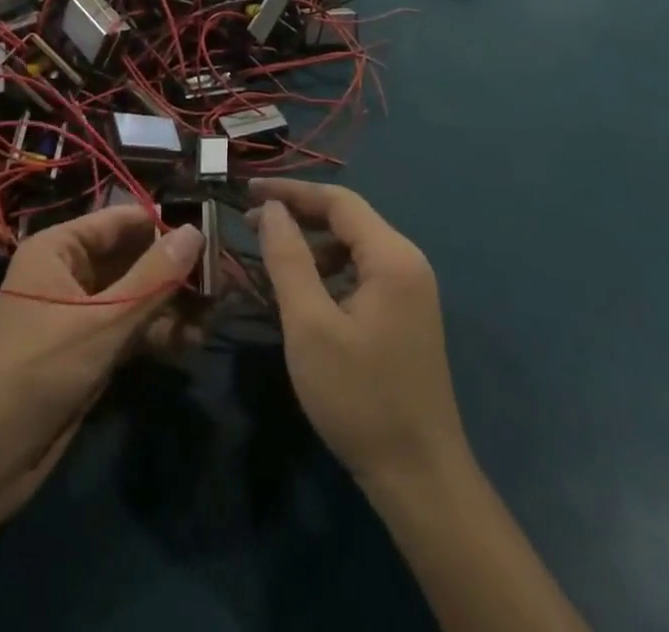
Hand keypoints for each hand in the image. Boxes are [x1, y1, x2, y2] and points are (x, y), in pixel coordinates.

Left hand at [0, 206, 202, 516]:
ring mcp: (78, 310)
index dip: (164, 225)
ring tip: (214, 316)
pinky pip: (128, 325)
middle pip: (131, 257)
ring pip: (134, 294)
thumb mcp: (102, 322)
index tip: (211, 233)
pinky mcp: (87, 346)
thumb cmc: (41, 371)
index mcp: (58, 247)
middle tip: (221, 281)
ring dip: (170, 305)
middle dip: (173, 271)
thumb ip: (152, 277)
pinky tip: (191, 343)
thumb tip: (196, 231)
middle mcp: (68, 270)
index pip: (120, 221)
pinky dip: (156, 331)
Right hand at [252, 180, 468, 490]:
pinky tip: (304, 290)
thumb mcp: (310, 325)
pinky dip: (329, 269)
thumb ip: (288, 259)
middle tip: (251, 221)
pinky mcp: (405, 314)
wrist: (419, 479)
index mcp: (391, 257)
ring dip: (312, 243)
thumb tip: (273, 209)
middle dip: (298, 214)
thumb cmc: (360, 398)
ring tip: (271, 255)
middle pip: (347, 218)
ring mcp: (411, 290)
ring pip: (353, 245)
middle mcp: (407, 262)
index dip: (291, 190)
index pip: (338, 200)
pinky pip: (362, 271)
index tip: (248, 190)